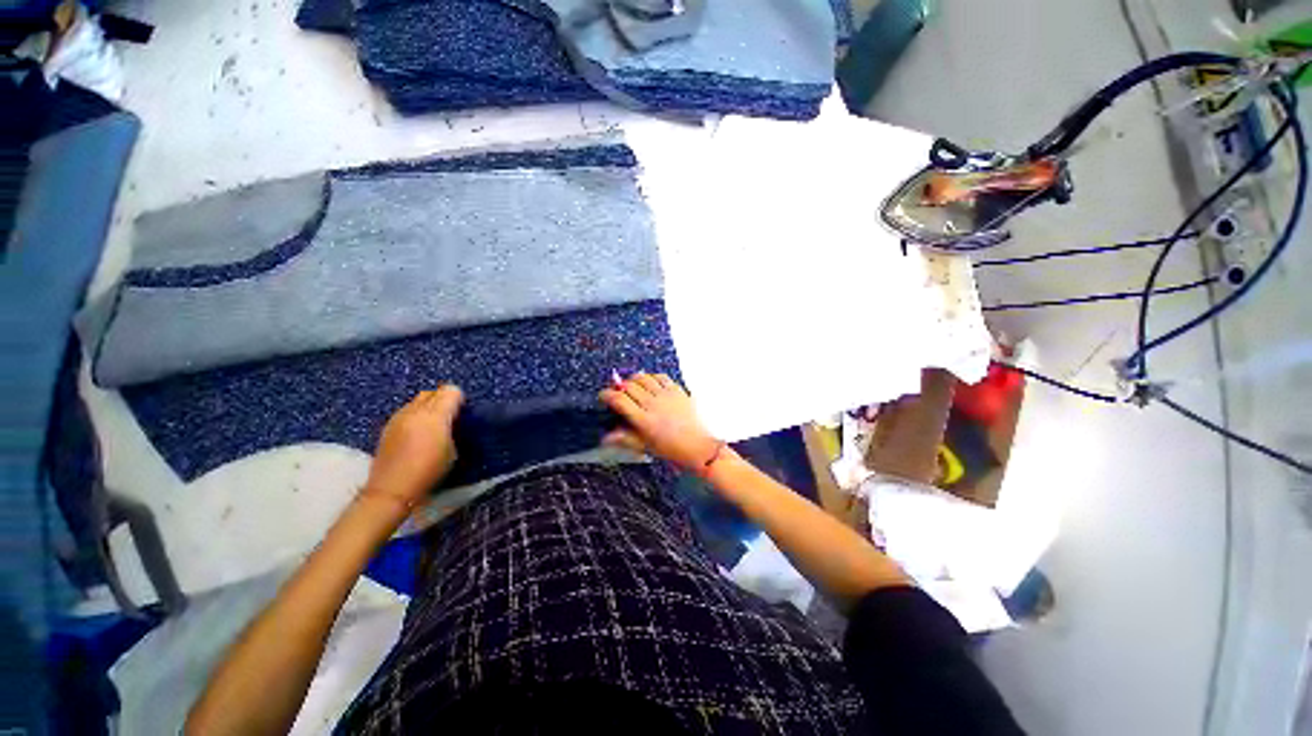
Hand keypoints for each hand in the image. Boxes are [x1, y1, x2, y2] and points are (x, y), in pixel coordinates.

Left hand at [364, 386, 462, 506]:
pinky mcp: (388, 426)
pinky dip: (415, 415)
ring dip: (428, 407)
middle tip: (450, 417)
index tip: (463, 413)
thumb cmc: (430, 471)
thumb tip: (452, 420)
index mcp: (436, 415)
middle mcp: (415, 410)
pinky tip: (416, 433)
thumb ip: (453, 428)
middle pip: (434, 392)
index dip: (460, 400)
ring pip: (418, 400)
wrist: (392, 489)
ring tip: (432, 426)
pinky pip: (406, 411)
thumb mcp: (453, 450)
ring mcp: (399, 417)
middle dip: (443, 400)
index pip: (451, 391)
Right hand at [599, 373, 720, 472]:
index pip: (619, 399)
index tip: (603, 396)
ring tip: (632, 387)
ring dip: (634, 380)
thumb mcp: (645, 446)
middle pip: (629, 386)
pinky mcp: (677, 390)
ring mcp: (666, 395)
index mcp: (643, 420)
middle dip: (619, 387)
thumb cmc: (670, 449)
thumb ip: (624, 438)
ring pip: (643, 377)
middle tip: (618, 393)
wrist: (697, 446)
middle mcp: (653, 404)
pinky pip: (661, 376)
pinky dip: (651, 377)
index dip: (607, 395)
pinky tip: (650, 383)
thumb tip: (605, 437)